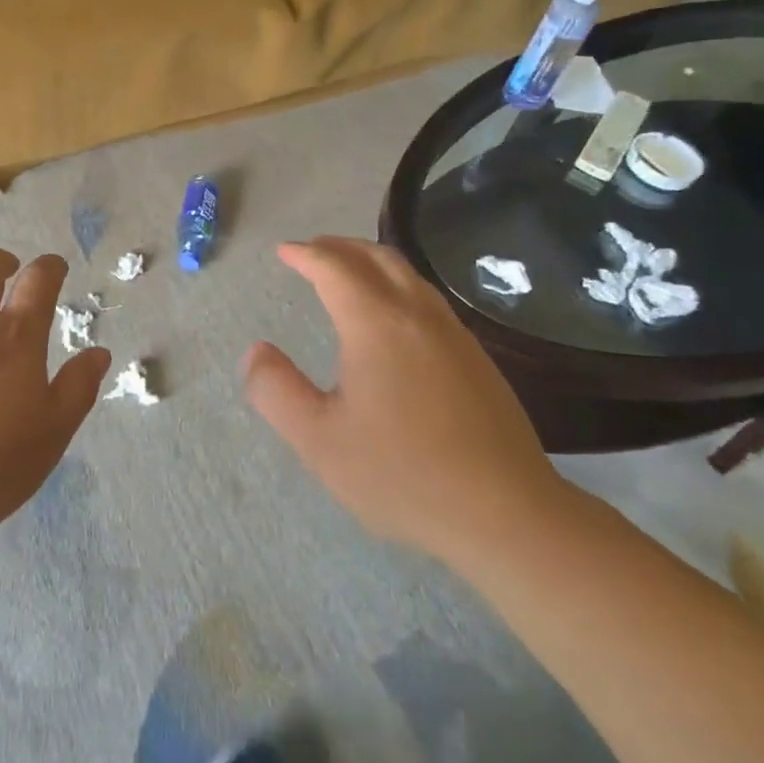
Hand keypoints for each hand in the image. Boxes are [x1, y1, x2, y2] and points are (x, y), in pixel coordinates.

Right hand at [242, 237, 568, 566]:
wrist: (507, 515)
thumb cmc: (402, 475)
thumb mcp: (318, 440)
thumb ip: (276, 391)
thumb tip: (256, 351)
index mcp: (377, 325)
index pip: (335, 268)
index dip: (306, 255)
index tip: (284, 251)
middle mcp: (418, 316)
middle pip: (378, 258)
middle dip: (340, 247)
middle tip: (312, 251)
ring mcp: (455, 336)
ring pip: (410, 277)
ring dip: (372, 263)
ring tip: (349, 273)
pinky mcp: (478, 360)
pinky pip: (429, 300)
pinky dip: (398, 287)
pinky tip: (394, 318)